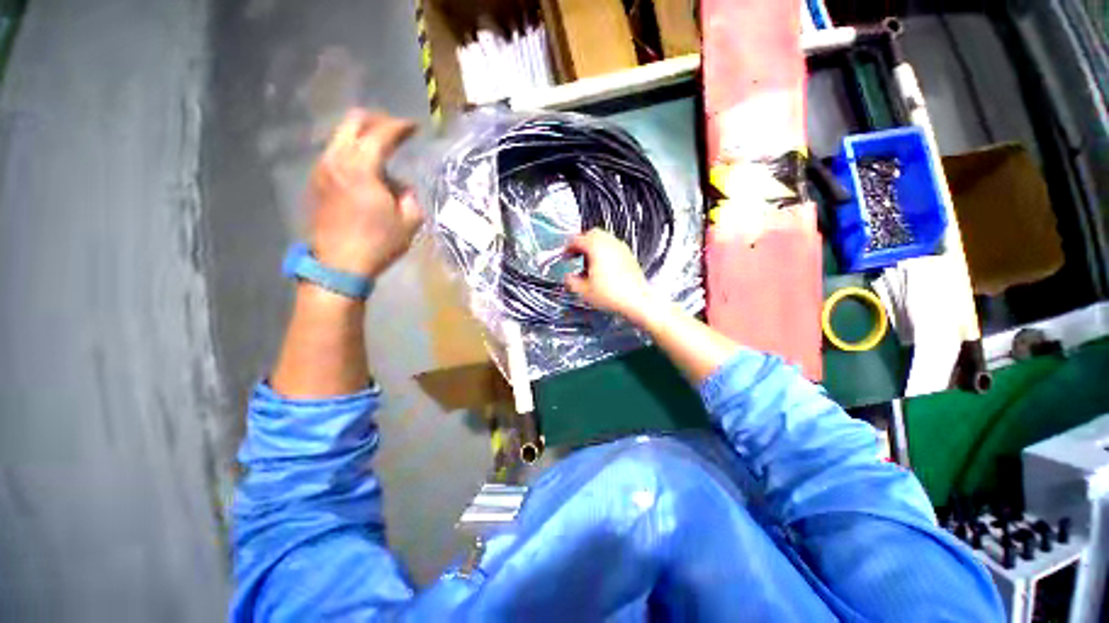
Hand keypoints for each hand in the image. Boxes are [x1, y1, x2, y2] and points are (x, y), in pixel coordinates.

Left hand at [309, 109, 422, 278]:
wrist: (339, 265)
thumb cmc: (378, 243)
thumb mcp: (409, 222)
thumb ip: (409, 196)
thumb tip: (400, 185)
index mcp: (361, 168)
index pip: (381, 134)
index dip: (400, 127)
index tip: (414, 127)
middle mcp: (336, 160)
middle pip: (353, 123)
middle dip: (377, 120)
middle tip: (395, 130)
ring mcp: (322, 169)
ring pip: (341, 137)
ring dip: (363, 137)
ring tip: (382, 150)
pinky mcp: (316, 182)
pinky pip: (335, 154)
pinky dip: (352, 151)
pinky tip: (365, 169)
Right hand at [564, 229, 656, 324]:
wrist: (636, 301)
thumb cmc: (611, 295)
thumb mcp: (584, 291)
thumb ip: (571, 281)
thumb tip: (568, 278)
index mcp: (596, 247)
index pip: (577, 239)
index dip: (568, 248)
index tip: (565, 256)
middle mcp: (610, 243)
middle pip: (592, 234)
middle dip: (582, 244)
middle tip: (576, 256)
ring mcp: (621, 248)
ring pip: (604, 239)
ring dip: (593, 248)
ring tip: (589, 264)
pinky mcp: (629, 255)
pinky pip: (613, 247)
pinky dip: (604, 252)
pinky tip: (602, 268)